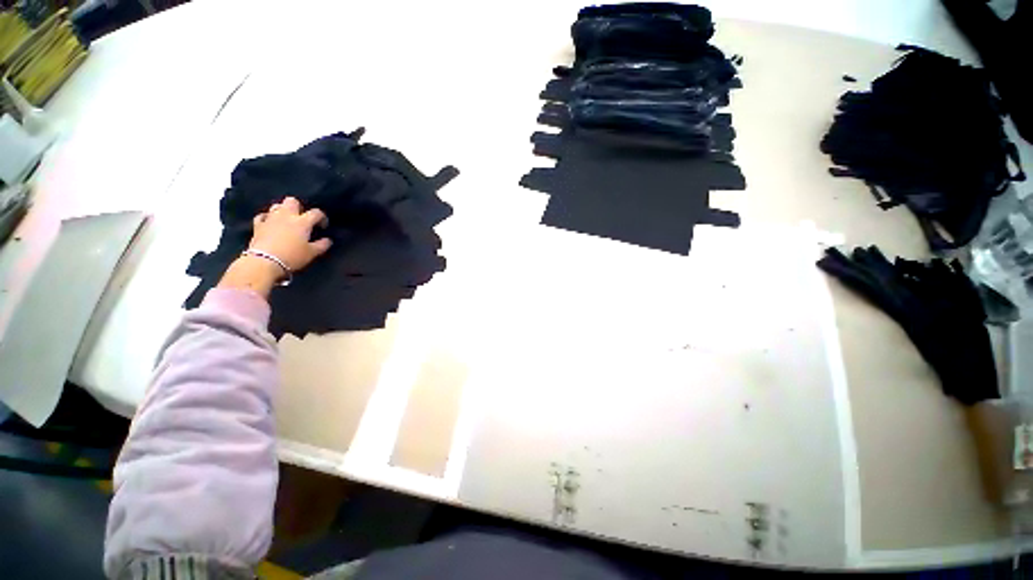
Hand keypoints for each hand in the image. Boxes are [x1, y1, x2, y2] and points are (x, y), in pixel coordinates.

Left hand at [250, 196, 332, 271]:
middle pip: (292, 201)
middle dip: (299, 207)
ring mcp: (270, 219)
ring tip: (287, 220)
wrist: (265, 262)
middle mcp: (286, 216)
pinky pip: (262, 216)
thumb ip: (322, 245)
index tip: (322, 226)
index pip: (316, 213)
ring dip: (283, 211)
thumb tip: (328, 240)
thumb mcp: (312, 253)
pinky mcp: (258, 225)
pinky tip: (270, 223)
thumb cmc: (292, 256)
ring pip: (276, 206)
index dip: (322, 217)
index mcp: (302, 222)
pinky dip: (267, 218)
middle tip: (302, 219)